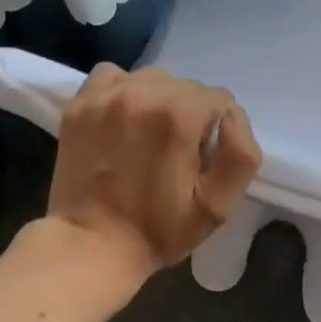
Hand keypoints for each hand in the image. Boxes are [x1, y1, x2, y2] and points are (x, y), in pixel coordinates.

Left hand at [45, 64, 261, 292]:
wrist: (92, 244)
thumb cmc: (160, 230)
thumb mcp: (218, 206)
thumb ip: (241, 154)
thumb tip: (232, 116)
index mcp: (179, 116)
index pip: (219, 99)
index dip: (216, 130)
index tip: (200, 158)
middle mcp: (142, 93)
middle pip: (186, 86)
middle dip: (189, 115)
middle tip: (175, 152)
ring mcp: (106, 96)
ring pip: (151, 80)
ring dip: (158, 101)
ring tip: (147, 137)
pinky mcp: (79, 104)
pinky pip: (113, 77)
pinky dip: (123, 93)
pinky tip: (122, 122)